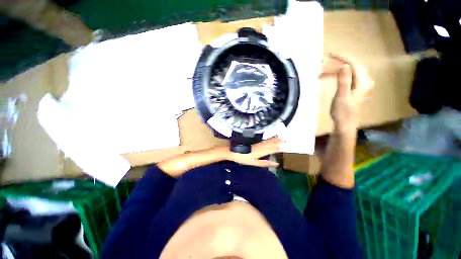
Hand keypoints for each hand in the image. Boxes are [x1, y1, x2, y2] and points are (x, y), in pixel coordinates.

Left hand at [226, 137, 282, 166]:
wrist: (233, 151)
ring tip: (281, 137)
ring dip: (275, 139)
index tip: (286, 145)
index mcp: (261, 152)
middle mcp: (261, 146)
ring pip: (268, 141)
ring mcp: (257, 143)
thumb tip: (276, 163)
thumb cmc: (243, 158)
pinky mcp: (255, 142)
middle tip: (286, 139)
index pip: (273, 149)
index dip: (280, 147)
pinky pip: (264, 140)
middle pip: (271, 143)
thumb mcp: (254, 163)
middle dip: (279, 141)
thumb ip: (265, 163)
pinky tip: (271, 137)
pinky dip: (269, 138)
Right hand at [320, 54, 373, 134]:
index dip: (342, 58)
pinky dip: (336, 76)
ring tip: (321, 75)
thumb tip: (344, 65)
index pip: (353, 64)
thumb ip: (344, 81)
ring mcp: (359, 85)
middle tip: (322, 65)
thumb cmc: (342, 112)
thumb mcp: (342, 96)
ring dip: (334, 71)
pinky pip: (346, 77)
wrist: (345, 124)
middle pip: (351, 66)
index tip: (329, 55)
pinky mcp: (354, 88)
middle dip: (336, 64)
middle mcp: (363, 81)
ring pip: (348, 72)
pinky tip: (329, 78)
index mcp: (362, 82)